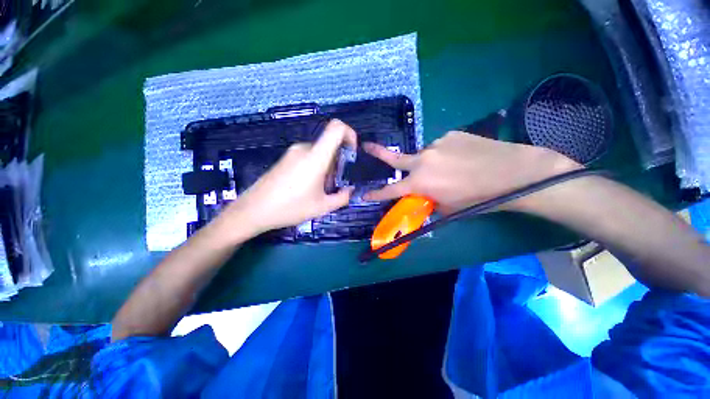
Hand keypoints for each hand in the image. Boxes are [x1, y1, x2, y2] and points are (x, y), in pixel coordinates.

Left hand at [216, 119, 356, 241]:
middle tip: (333, 184)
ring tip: (320, 190)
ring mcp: (293, 152)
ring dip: (327, 168)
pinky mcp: (286, 158)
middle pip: (330, 145)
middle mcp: (304, 148)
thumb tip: (350, 190)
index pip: (336, 127)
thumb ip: (343, 197)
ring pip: (320, 153)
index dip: (350, 134)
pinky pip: (308, 157)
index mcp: (316, 156)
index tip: (352, 154)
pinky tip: (308, 187)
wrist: (253, 210)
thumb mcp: (322, 207)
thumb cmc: (290, 208)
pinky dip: (315, 168)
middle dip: (338, 163)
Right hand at [362, 132, 580, 213]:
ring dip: (428, 162)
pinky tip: (460, 158)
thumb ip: (428, 201)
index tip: (364, 194)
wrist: (512, 173)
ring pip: (423, 155)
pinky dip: (444, 154)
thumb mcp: (448, 208)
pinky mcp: (450, 135)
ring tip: (448, 168)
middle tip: (365, 146)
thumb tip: (422, 196)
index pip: (391, 190)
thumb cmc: (478, 198)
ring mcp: (436, 144)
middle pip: (395, 158)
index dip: (376, 194)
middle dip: (377, 153)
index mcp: (420, 182)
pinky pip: (440, 147)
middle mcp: (422, 161)